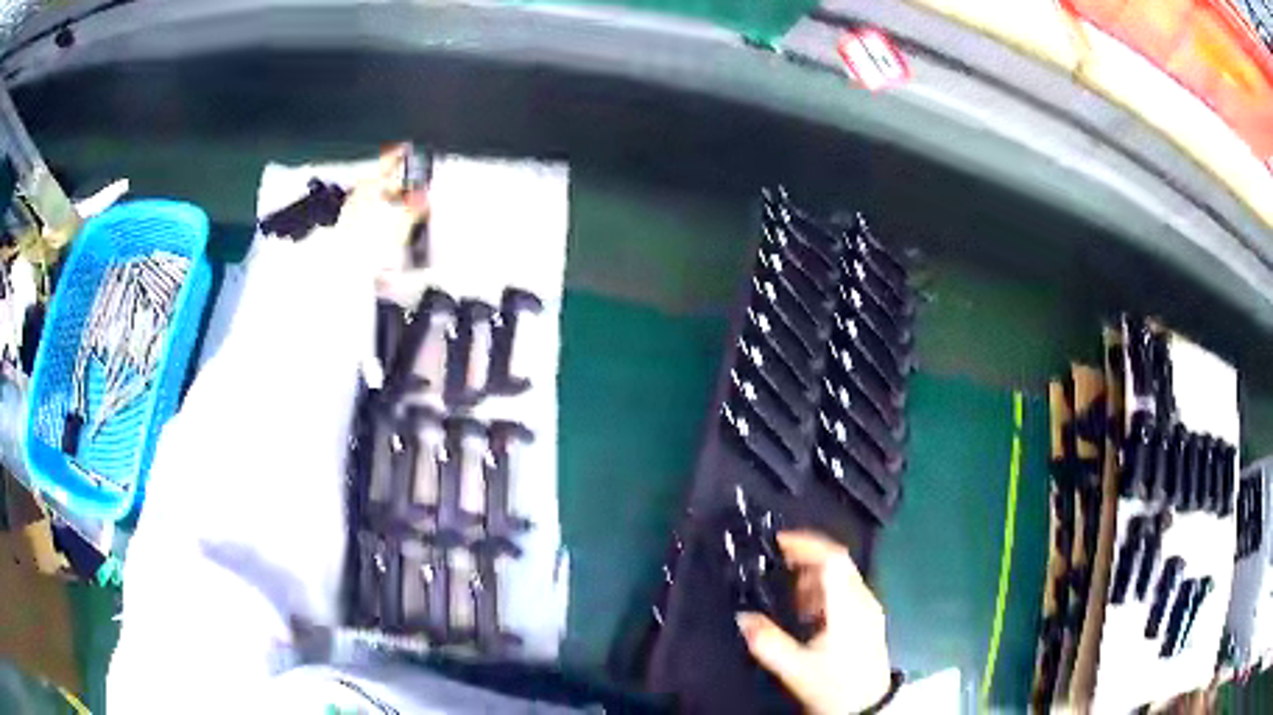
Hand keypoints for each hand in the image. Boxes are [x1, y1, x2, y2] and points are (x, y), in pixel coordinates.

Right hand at [736, 531, 891, 713]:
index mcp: (848, 606)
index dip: (806, 544)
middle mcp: (863, 600)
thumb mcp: (796, 668)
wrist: (866, 708)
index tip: (778, 542)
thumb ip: (768, 642)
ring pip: (842, 576)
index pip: (833, 559)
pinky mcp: (868, 620)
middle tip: (776, 564)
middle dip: (806, 558)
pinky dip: (823, 590)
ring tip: (786, 591)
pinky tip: (806, 611)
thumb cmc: (834, 686)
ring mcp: (868, 609)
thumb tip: (742, 617)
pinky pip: (845, 591)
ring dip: (813, 575)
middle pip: (838, 563)